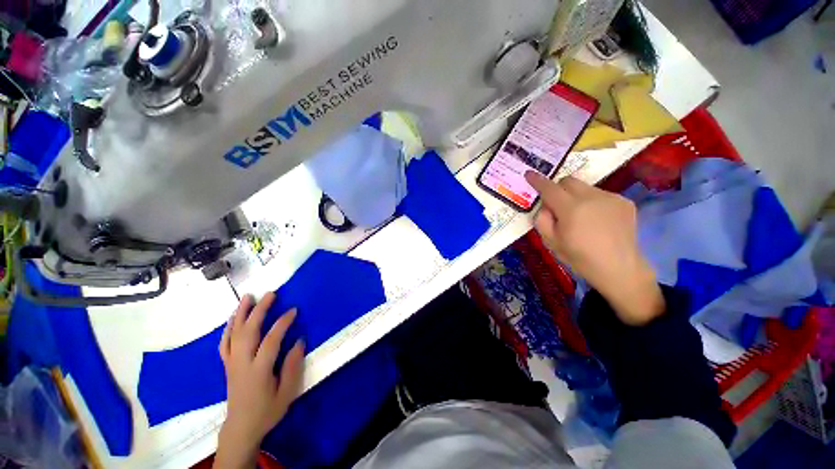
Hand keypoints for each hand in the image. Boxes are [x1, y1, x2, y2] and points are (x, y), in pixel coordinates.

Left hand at [214, 293, 304, 468]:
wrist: (241, 427)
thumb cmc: (267, 410)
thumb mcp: (287, 392)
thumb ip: (293, 366)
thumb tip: (299, 341)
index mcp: (258, 371)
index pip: (270, 341)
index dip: (282, 323)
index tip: (293, 310)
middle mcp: (242, 363)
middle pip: (248, 332)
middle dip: (259, 310)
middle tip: (270, 294)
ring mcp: (232, 363)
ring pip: (234, 334)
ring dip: (241, 314)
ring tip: (247, 297)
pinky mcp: (227, 365)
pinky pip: (225, 343)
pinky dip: (229, 328)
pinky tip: (234, 318)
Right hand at [525, 171, 663, 324]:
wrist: (618, 268)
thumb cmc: (579, 257)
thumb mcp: (550, 241)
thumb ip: (542, 219)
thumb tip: (545, 206)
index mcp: (571, 209)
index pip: (550, 188)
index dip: (537, 181)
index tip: (529, 174)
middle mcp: (592, 197)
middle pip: (568, 180)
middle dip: (558, 188)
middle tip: (557, 206)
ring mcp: (611, 197)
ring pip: (585, 187)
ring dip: (576, 196)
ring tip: (581, 217)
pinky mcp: (624, 201)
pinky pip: (600, 194)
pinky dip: (592, 202)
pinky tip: (597, 220)